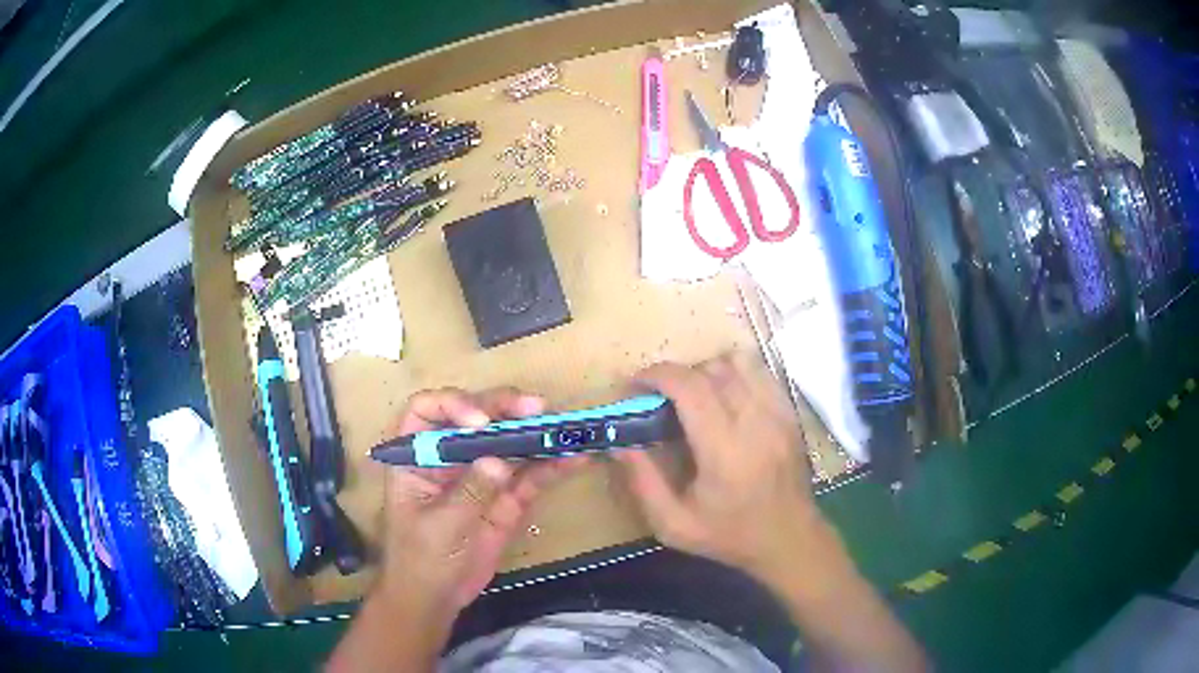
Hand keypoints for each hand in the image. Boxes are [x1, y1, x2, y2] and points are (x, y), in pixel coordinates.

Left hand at [377, 387, 583, 620]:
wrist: (437, 596)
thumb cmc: (421, 560)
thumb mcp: (440, 527)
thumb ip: (469, 492)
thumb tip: (500, 461)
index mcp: (417, 455)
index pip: (428, 410)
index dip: (453, 404)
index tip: (481, 422)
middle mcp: (449, 455)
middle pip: (475, 417)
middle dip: (504, 407)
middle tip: (536, 408)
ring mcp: (480, 473)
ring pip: (507, 441)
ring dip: (535, 432)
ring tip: (564, 427)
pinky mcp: (506, 495)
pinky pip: (530, 475)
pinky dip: (552, 465)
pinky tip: (575, 457)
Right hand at [615, 357, 829, 582]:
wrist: (789, 539)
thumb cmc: (730, 536)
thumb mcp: (674, 524)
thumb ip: (643, 482)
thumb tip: (619, 443)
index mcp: (724, 451)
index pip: (690, 387)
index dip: (657, 375)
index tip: (635, 384)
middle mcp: (755, 422)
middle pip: (712, 369)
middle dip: (677, 375)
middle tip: (660, 399)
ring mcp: (778, 413)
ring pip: (738, 363)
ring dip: (708, 371)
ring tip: (694, 397)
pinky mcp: (790, 413)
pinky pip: (760, 373)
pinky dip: (736, 374)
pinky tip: (725, 399)